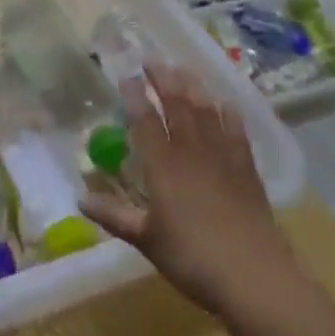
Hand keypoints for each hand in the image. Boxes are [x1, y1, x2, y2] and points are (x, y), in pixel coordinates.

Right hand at [80, 64, 298, 318]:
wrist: (254, 276)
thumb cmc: (193, 259)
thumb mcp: (147, 240)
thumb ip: (114, 216)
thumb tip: (80, 199)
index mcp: (163, 167)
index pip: (145, 121)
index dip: (135, 96)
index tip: (126, 75)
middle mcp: (191, 153)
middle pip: (177, 106)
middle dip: (163, 80)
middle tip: (152, 59)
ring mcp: (222, 158)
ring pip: (206, 112)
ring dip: (193, 87)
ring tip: (183, 68)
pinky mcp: (247, 170)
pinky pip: (236, 132)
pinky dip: (228, 114)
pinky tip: (225, 103)